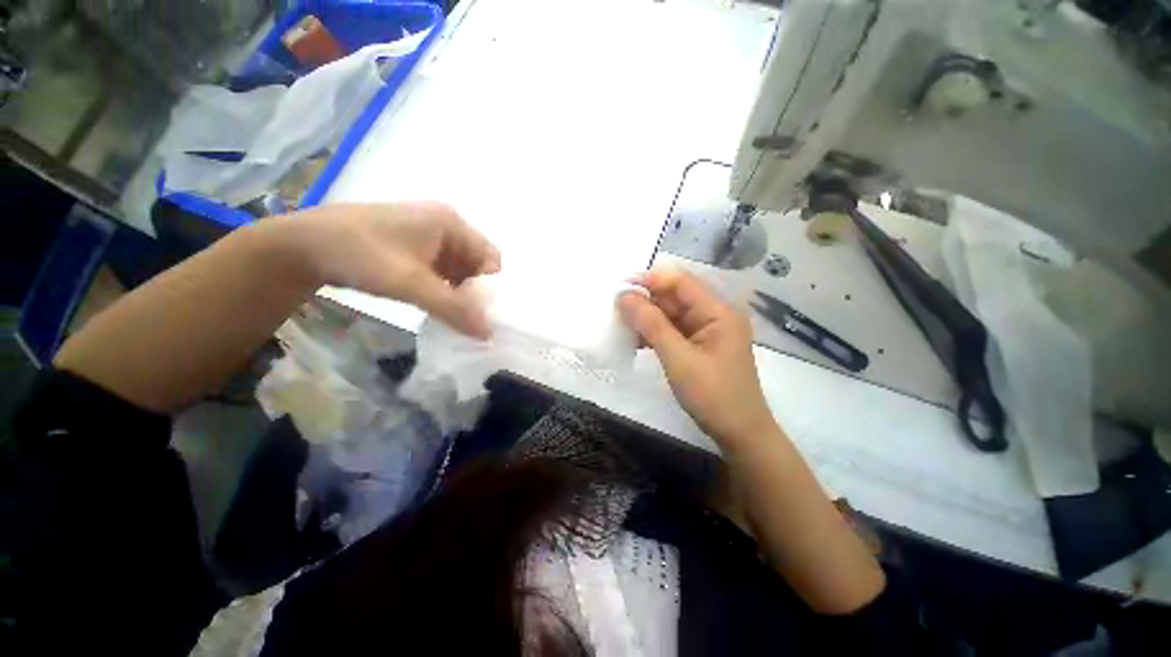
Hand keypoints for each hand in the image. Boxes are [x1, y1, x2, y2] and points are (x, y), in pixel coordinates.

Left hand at [292, 202, 501, 337]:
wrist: (301, 246)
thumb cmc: (360, 254)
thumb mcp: (410, 284)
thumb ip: (453, 309)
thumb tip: (489, 334)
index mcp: (451, 222)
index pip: (491, 258)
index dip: (490, 287)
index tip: (480, 312)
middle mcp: (444, 225)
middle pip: (476, 264)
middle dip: (474, 291)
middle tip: (465, 317)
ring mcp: (428, 235)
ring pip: (459, 269)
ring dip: (458, 292)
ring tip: (450, 314)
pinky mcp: (413, 246)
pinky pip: (441, 270)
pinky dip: (443, 288)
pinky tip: (434, 304)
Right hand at [618, 270, 775, 447]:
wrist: (739, 433)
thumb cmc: (712, 395)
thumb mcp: (678, 358)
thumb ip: (651, 324)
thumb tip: (624, 296)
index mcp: (718, 311)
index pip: (680, 282)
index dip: (650, 279)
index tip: (620, 286)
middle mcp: (715, 314)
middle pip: (675, 297)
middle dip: (646, 300)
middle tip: (615, 309)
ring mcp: (708, 330)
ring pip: (671, 314)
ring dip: (647, 318)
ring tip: (621, 324)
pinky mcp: (700, 345)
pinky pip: (673, 330)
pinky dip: (654, 333)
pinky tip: (635, 340)